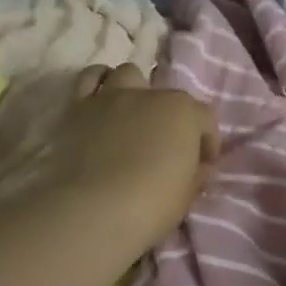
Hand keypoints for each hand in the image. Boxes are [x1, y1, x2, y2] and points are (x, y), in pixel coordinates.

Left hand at [0, 64, 217, 257]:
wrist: (93, 210)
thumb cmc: (152, 204)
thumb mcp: (187, 194)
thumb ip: (197, 173)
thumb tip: (200, 167)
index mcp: (184, 112)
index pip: (206, 118)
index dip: (207, 142)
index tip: (203, 165)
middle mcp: (150, 95)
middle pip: (168, 96)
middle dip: (172, 118)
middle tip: (166, 146)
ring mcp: (112, 97)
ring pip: (128, 74)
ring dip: (136, 91)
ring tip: (133, 118)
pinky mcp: (78, 108)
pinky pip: (89, 80)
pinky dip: (98, 86)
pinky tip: (101, 106)